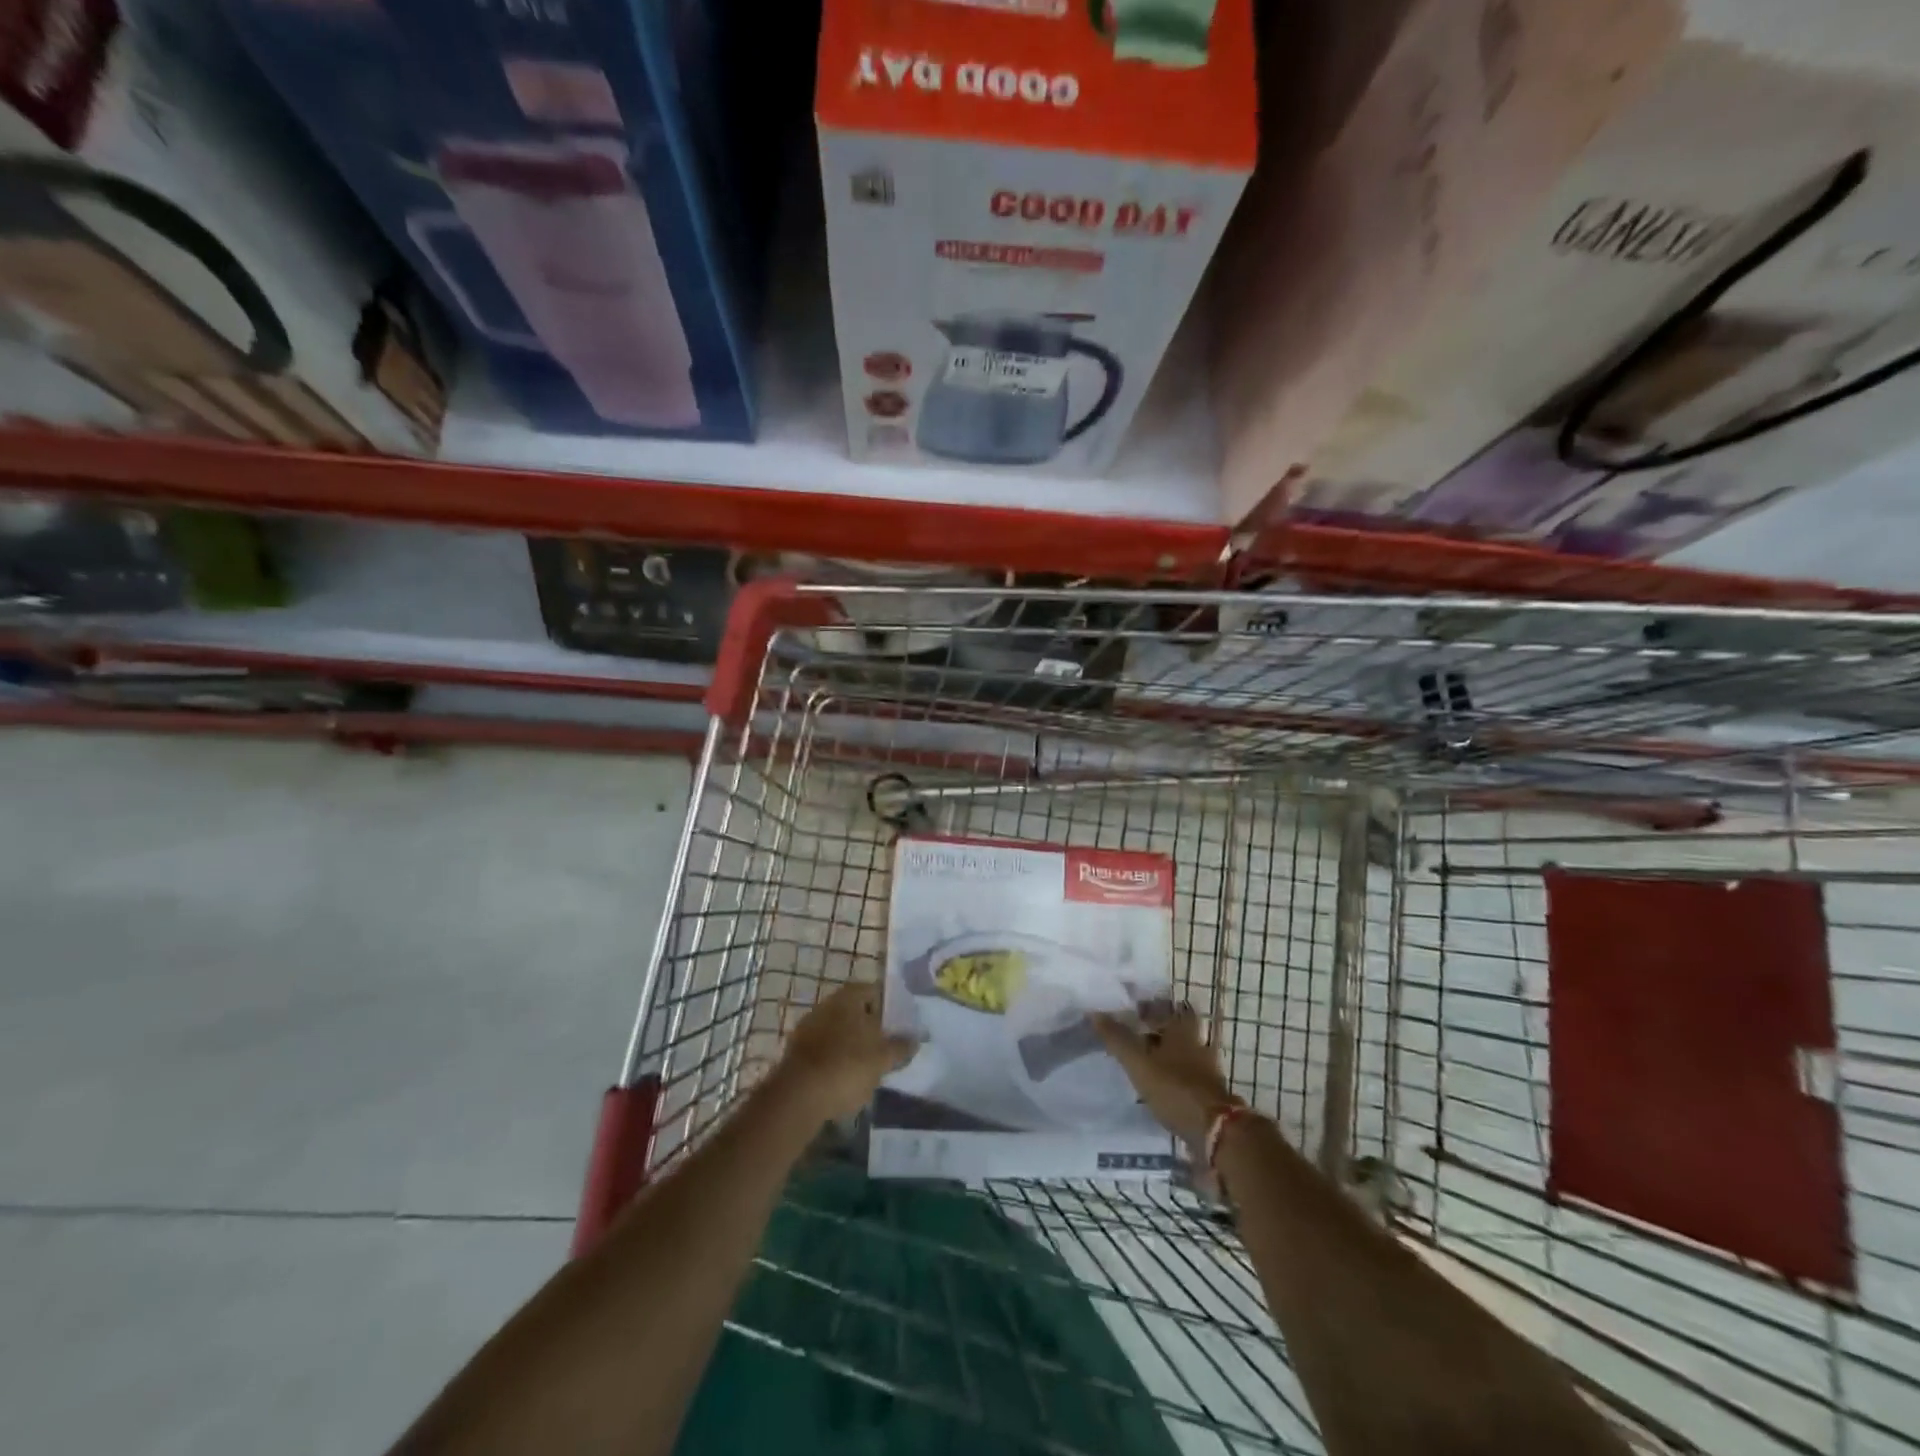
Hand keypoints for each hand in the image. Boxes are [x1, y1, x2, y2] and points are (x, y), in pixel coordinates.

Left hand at [777, 980, 917, 1121]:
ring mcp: (808, 1027)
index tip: (899, 1024)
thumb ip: (900, 1047)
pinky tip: (845, 1078)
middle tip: (886, 1045)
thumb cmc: (847, 1067)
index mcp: (848, 997)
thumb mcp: (882, 1059)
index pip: (873, 990)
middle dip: (870, 1026)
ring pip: (838, 1030)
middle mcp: (826, 1004)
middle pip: (854, 1010)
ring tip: (868, 1065)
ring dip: (852, 1043)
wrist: (797, 1097)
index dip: (888, 1005)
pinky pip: (824, 1049)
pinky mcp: (796, 1051)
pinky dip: (835, 1058)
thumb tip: (915, 1038)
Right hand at [1093, 1002, 1237, 1148]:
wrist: (1214, 1131)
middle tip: (1136, 1032)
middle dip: (1159, 1030)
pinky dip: (1172, 1076)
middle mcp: (1197, 1045)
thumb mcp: (1138, 1063)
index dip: (1154, 1004)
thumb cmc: (1174, 1088)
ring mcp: (1205, 1070)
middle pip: (1178, 1030)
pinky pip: (1186, 1076)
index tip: (1135, 1007)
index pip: (1171, 1006)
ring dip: (1165, 1054)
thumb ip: (1117, 1039)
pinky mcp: (1208, 1093)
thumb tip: (1094, 1012)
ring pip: (1182, 1053)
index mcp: (1182, 1030)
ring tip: (1142, 1060)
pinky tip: (1157, 1085)